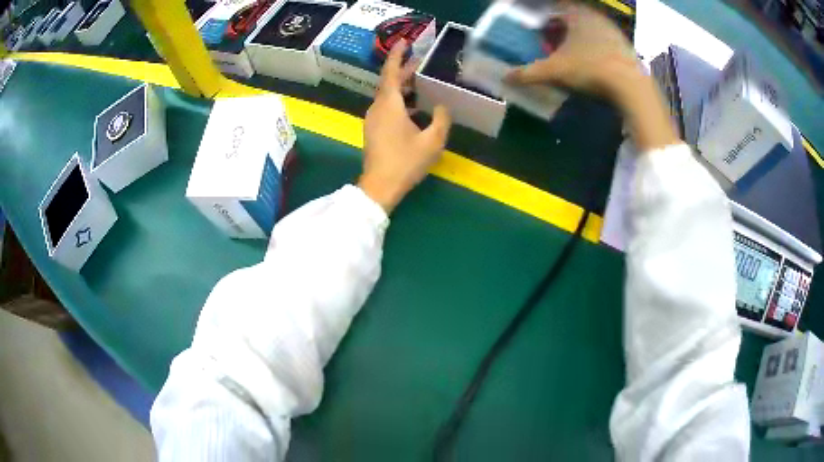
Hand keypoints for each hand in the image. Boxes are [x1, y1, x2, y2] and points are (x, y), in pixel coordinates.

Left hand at [358, 41, 451, 213]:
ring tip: (421, 82)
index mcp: (389, 104)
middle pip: (389, 83)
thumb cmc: (405, 162)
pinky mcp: (374, 130)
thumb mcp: (432, 141)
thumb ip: (442, 119)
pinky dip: (400, 101)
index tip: (404, 42)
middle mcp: (378, 107)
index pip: (391, 72)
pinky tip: (416, 108)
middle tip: (420, 62)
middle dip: (404, 71)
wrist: (380, 187)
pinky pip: (387, 107)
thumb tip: (443, 107)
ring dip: (403, 87)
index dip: (397, 55)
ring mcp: (373, 119)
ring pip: (388, 95)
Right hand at [506, 2, 678, 150]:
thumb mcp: (555, 71)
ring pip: (589, 29)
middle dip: (560, 28)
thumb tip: (505, 78)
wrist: (632, 88)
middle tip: (551, 42)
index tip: (538, 28)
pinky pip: (604, 41)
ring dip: (578, 39)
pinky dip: (595, 48)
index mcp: (577, 14)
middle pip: (572, 17)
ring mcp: (613, 31)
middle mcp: (595, 17)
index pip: (555, 7)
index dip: (544, 16)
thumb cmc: (591, 69)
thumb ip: (528, 73)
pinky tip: (591, 64)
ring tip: (570, 55)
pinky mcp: (626, 46)